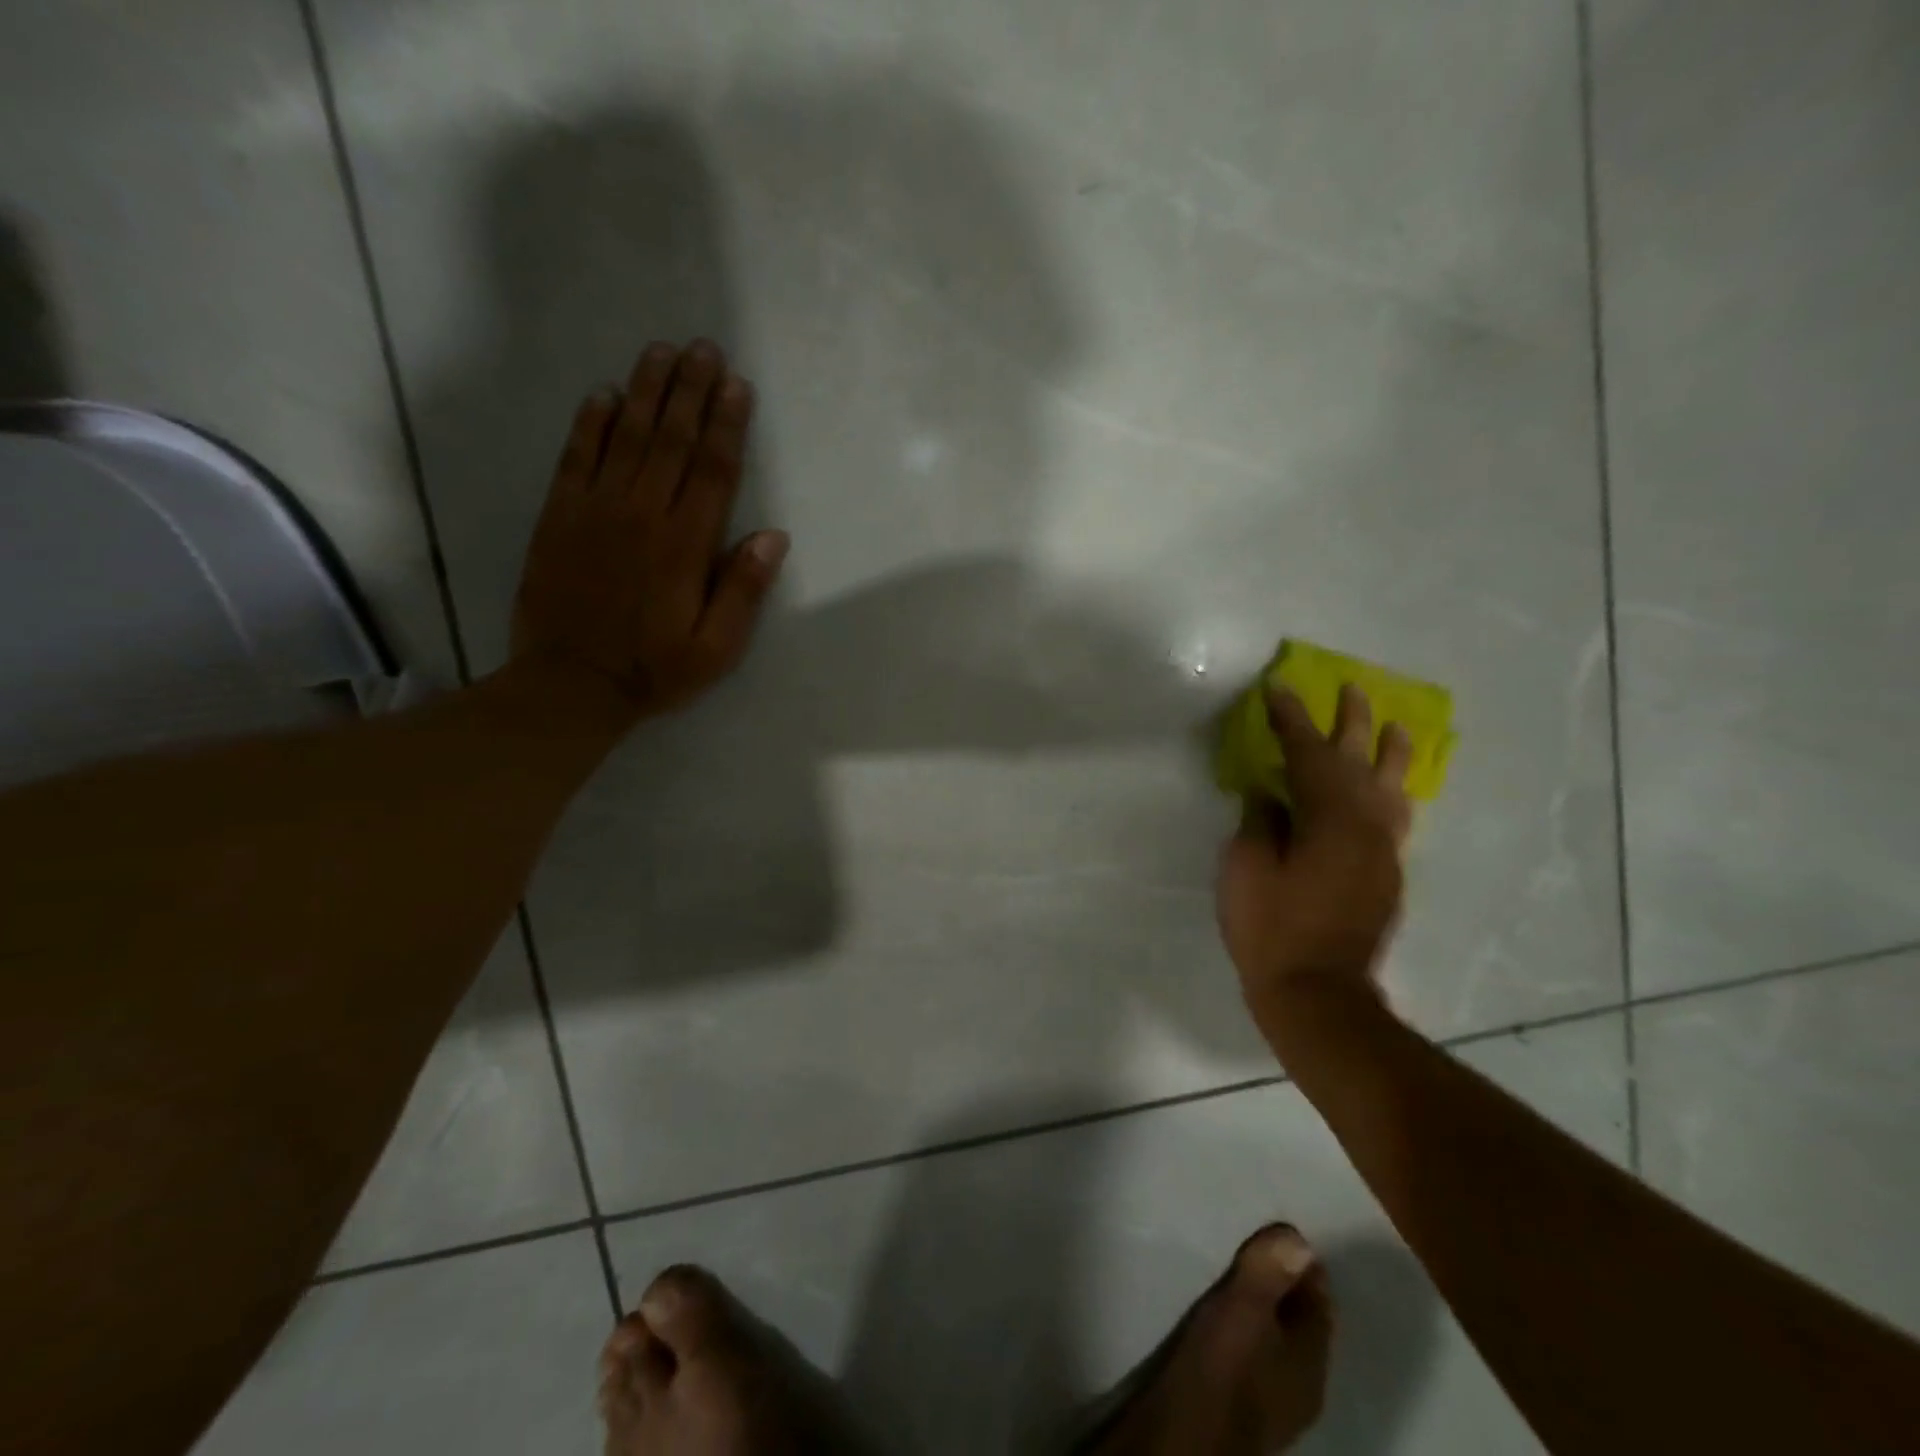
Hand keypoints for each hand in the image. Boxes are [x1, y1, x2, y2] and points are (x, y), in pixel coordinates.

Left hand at [509, 339, 788, 721]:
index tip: (737, 384)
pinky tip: (604, 394)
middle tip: (703, 348)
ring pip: (627, 437)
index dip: (728, 425)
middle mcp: (642, 514)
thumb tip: (773, 537)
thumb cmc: (654, 669)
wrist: (571, 685)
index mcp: (686, 545)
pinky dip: (591, 422)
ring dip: (647, 391)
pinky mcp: (560, 516)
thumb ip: (743, 591)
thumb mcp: (716, 648)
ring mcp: (596, 510)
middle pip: (673, 440)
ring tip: (662, 351)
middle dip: (691, 391)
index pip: (713, 471)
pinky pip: (576, 457)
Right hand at [1216, 683, 1411, 1020]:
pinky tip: (1391, 790)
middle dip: (1351, 723)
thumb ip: (1260, 822)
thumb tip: (1269, 794)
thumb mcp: (1246, 869)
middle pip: (1359, 761)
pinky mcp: (1386, 874)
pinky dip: (1392, 793)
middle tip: (1350, 689)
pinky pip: (1396, 818)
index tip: (1278, 690)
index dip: (1291, 720)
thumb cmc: (1271, 928)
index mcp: (1328, 818)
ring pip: (1392, 788)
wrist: (1318, 992)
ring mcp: (1382, 851)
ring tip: (1395, 727)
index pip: (1308, 754)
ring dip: (1389, 754)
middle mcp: (1365, 826)